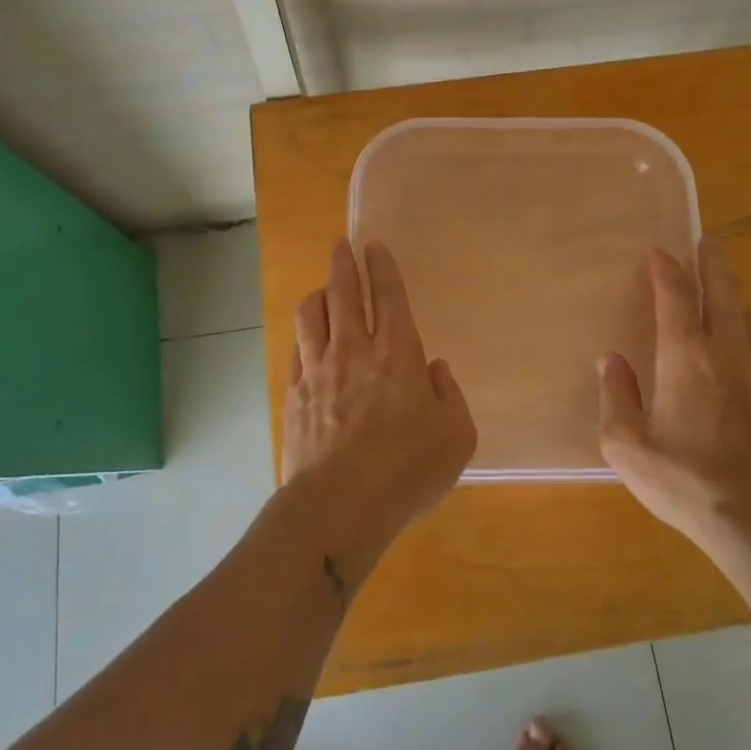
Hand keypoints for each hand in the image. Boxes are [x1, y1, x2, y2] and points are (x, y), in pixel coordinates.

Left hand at [283, 239, 477, 535]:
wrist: (339, 504)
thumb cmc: (407, 470)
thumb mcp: (456, 436)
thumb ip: (450, 396)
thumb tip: (435, 370)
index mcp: (397, 353)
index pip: (388, 295)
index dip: (381, 267)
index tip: (374, 245)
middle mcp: (355, 350)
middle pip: (344, 292)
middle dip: (344, 263)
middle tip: (342, 245)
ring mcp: (318, 369)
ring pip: (311, 314)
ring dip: (318, 293)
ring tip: (322, 288)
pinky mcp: (294, 393)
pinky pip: (296, 348)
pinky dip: (304, 333)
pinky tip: (306, 336)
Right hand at [598, 238, 750, 562]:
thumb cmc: (684, 481)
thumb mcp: (627, 446)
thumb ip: (615, 397)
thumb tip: (611, 361)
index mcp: (685, 357)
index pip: (675, 297)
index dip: (666, 269)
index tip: (659, 251)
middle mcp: (726, 354)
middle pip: (723, 292)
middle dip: (713, 263)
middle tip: (707, 242)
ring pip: (746, 319)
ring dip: (732, 296)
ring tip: (722, 288)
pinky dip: (744, 334)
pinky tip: (738, 350)